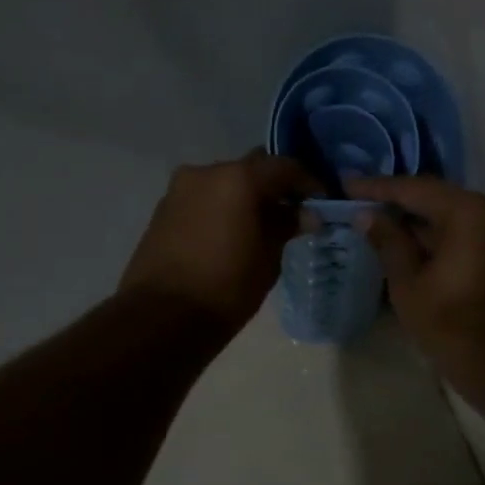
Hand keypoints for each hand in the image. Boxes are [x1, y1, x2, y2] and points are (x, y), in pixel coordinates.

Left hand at [119, 151, 317, 328]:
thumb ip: (287, 227)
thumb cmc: (227, 287)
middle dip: (273, 187)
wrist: (162, 317)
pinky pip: (203, 199)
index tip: (322, 202)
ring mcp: (179, 189)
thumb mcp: (268, 258)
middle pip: (251, 169)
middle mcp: (206, 172)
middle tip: (292, 213)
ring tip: (261, 226)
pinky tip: (232, 234)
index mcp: (238, 178)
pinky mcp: (163, 209)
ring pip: (224, 183)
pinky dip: (221, 208)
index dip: (308, 183)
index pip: (284, 167)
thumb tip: (305, 214)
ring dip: (244, 198)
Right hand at [344, 175, 484, 397]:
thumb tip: (366, 215)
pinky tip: (407, 240)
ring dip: (418, 219)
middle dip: (398, 200)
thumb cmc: (450, 326)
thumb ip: (388, 242)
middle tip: (360, 200)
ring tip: (377, 220)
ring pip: (452, 214)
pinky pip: (465, 230)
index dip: (379, 188)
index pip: (416, 189)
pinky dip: (438, 233)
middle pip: (437, 197)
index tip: (347, 184)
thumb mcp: (408, 283)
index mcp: (470, 214)